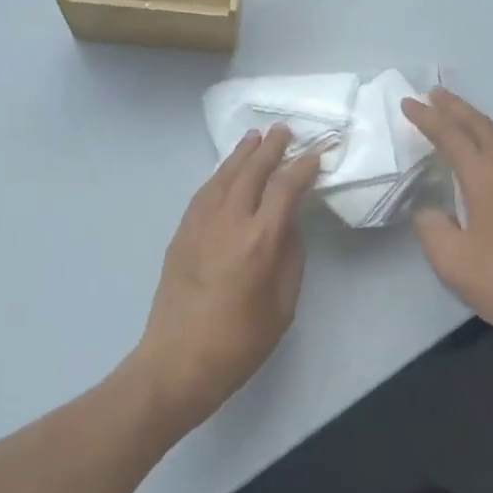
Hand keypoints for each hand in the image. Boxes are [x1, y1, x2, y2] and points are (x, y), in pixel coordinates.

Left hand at [131, 125, 319, 432]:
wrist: (177, 362)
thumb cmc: (238, 342)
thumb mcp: (282, 306)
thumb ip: (290, 257)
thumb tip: (288, 225)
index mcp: (260, 241)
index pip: (285, 188)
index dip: (302, 166)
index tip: (315, 154)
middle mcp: (230, 221)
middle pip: (253, 171)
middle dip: (271, 147)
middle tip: (283, 130)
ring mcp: (201, 223)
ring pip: (225, 175)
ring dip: (242, 154)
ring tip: (255, 137)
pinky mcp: (182, 231)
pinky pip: (205, 191)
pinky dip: (220, 174)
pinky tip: (227, 170)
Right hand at [401, 88, 492, 358]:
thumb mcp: (452, 262)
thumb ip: (431, 228)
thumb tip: (429, 210)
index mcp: (485, 177)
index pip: (450, 135)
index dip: (427, 118)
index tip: (407, 103)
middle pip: (478, 125)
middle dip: (453, 107)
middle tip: (432, 93)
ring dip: (473, 119)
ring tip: (455, 112)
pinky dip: (490, 135)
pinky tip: (487, 146)